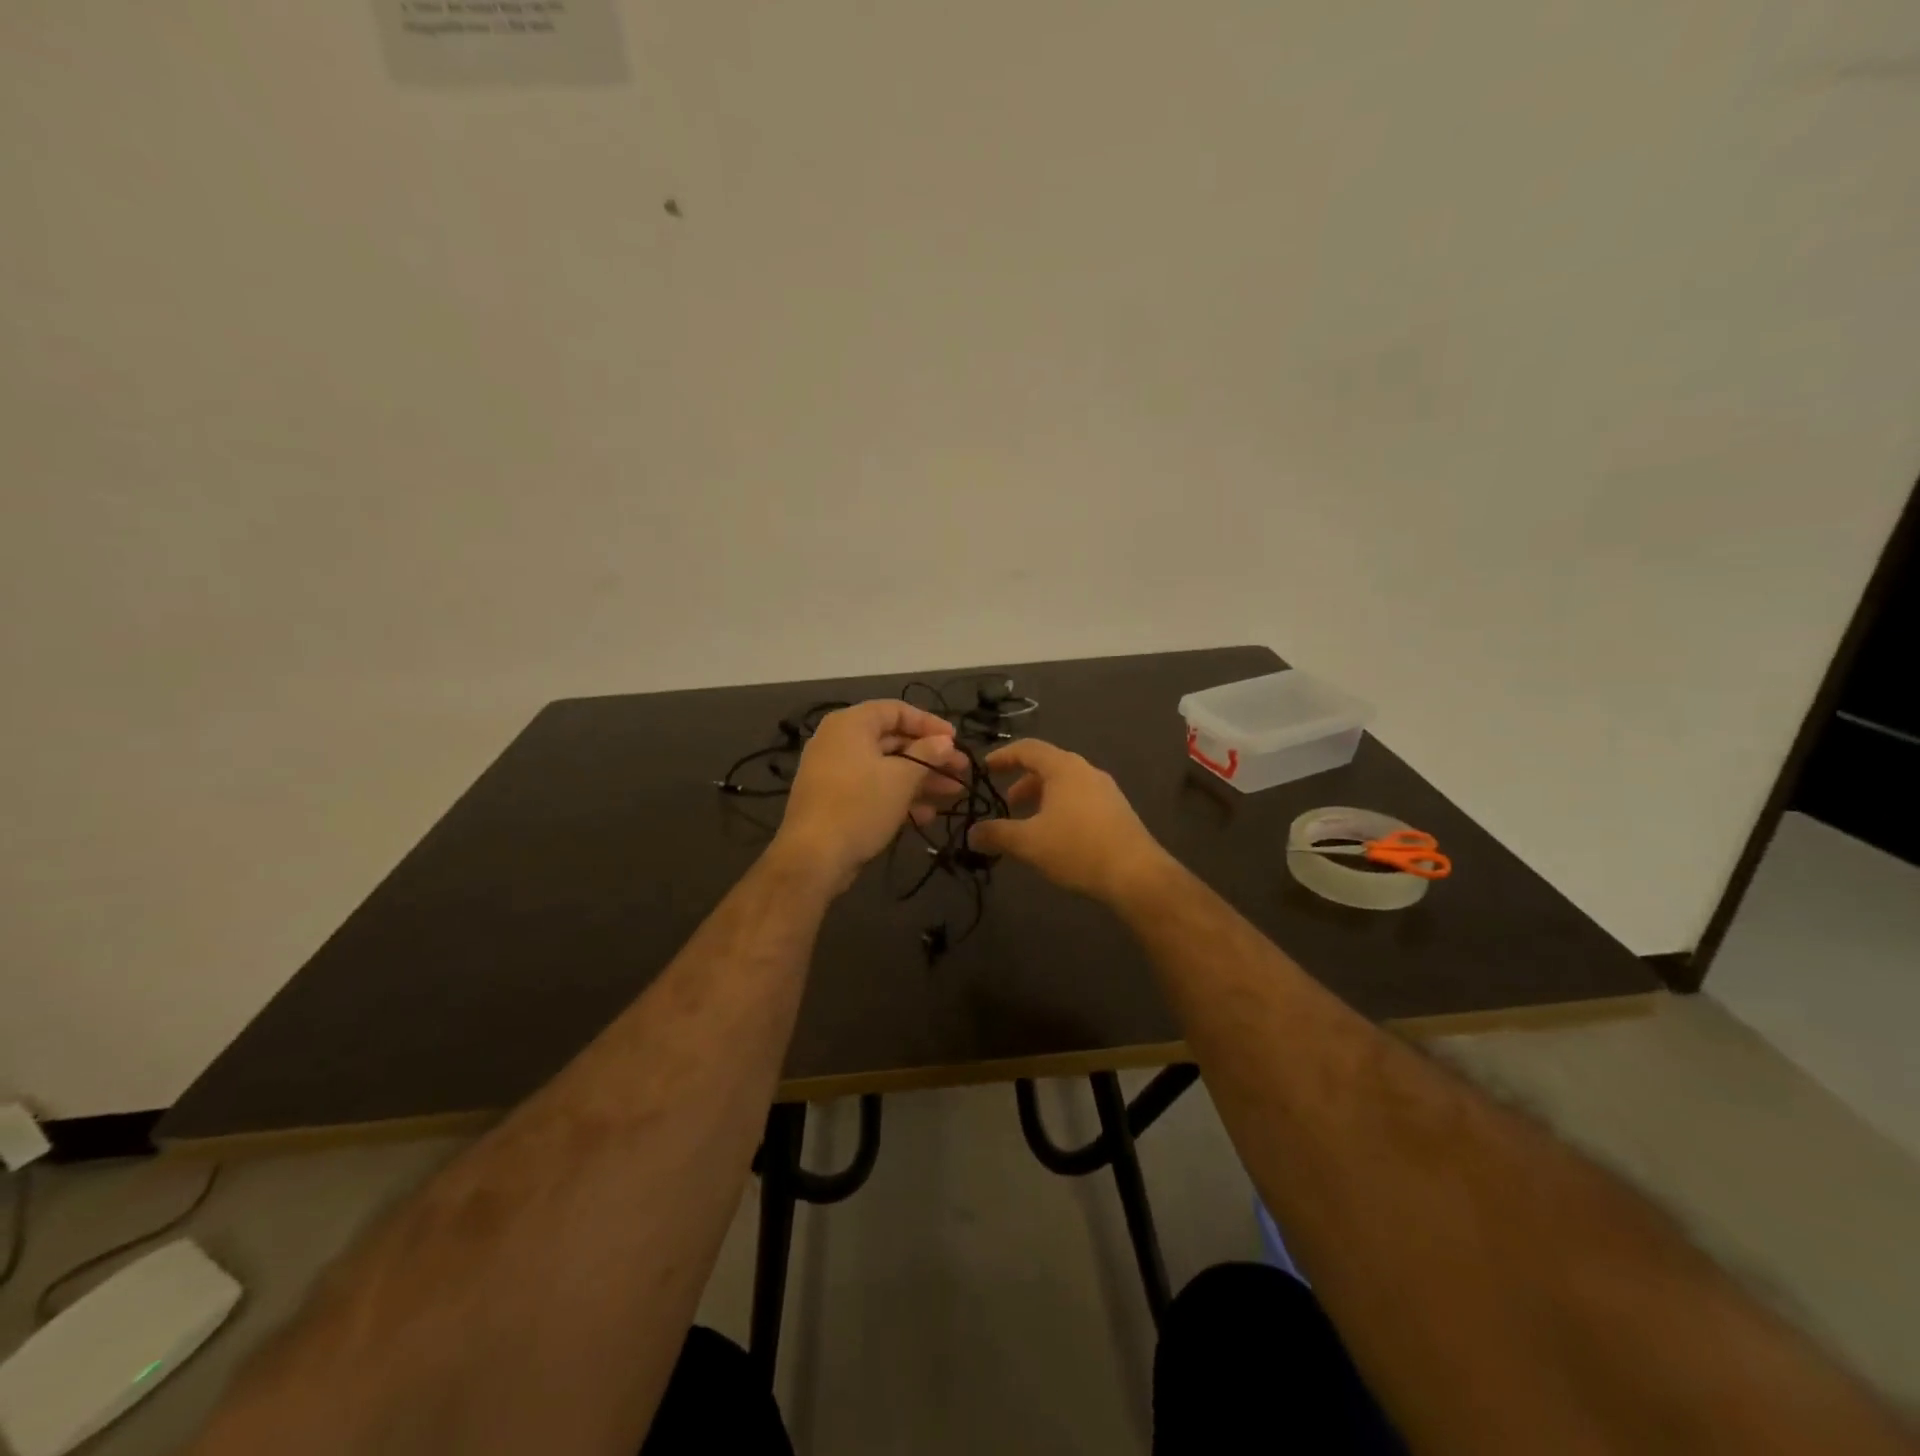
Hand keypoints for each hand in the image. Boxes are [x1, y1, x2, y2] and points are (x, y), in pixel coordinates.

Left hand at [773, 700, 969, 893]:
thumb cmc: (860, 806)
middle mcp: (840, 742)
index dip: (929, 723)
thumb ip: (926, 754)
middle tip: (961, 770)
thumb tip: (945, 741)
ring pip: (886, 768)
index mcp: (851, 724)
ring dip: (920, 779)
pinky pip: (873, 790)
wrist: (813, 857)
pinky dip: (899, 797)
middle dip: (930, 756)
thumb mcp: (901, 777)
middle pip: (893, 740)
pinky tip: (927, 815)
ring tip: (953, 793)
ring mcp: (836, 773)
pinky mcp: (836, 801)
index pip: (896, 710)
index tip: (956, 740)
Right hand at [967, 739, 1172, 903]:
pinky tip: (1056, 836)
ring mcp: (1106, 790)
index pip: (1028, 749)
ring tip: (1028, 823)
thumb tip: (972, 834)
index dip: (1004, 756)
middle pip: (1048, 766)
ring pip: (1065, 784)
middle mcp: (1086, 771)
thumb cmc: (1077, 848)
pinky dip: (1060, 808)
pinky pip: (1081, 799)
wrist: (1136, 874)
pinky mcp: (1117, 811)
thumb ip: (996, 834)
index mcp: (1064, 768)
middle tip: (1006, 803)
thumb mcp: (1028, 843)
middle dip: (1023, 782)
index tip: (985, 769)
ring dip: (1042, 798)